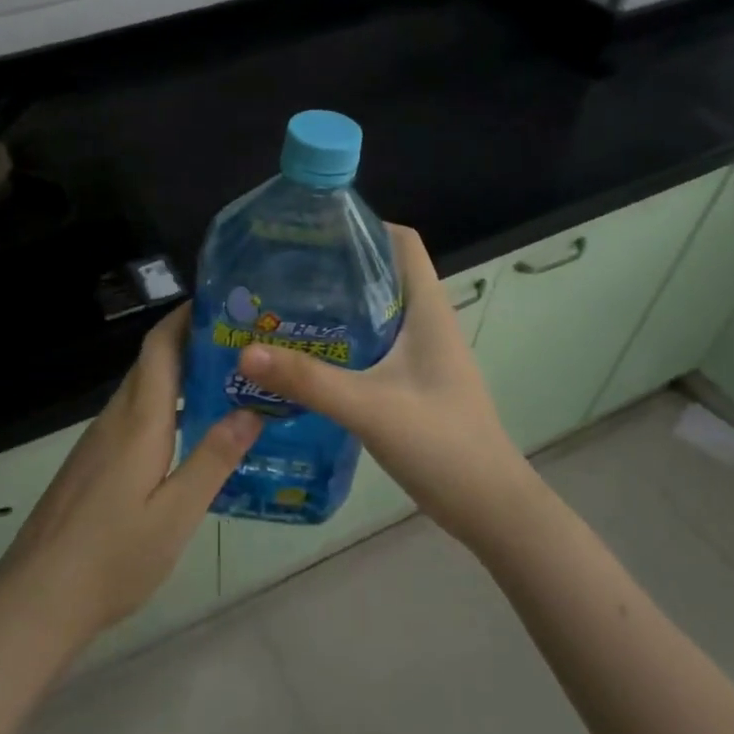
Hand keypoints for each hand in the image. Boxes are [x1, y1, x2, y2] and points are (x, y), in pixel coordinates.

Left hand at [0, 304, 261, 659]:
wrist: (36, 598)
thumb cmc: (112, 558)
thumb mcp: (176, 514)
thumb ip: (213, 459)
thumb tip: (252, 410)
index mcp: (139, 422)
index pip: (159, 348)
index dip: (184, 317)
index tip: (219, 301)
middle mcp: (115, 420)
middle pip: (151, 364)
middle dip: (190, 343)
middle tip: (240, 344)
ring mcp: (97, 442)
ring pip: (142, 391)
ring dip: (178, 376)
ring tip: (225, 382)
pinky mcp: (90, 463)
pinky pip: (132, 416)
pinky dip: (163, 406)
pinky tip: (187, 431)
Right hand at [236, 224, 531, 546]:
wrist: (487, 506)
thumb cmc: (441, 443)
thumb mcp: (369, 407)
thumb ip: (309, 380)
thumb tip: (246, 351)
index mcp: (427, 309)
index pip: (401, 242)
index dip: (363, 226)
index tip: (313, 230)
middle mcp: (425, 323)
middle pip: (380, 274)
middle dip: (334, 266)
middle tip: (281, 270)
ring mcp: (419, 355)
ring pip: (373, 312)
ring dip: (334, 307)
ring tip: (281, 308)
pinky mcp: (409, 383)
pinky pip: (370, 347)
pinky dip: (339, 343)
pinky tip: (304, 358)